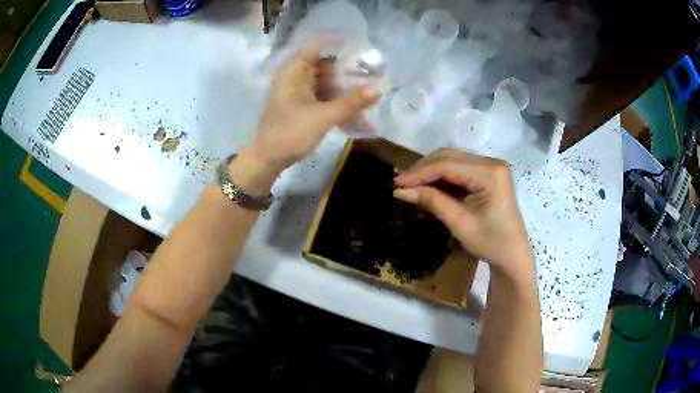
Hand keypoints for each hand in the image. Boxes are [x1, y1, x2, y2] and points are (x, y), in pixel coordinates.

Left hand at [254, 45, 380, 169]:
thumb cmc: (289, 133)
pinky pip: (325, 97)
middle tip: (373, 75)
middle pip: (326, 65)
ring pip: (327, 82)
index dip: (339, 45)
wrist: (268, 160)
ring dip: (346, 88)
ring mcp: (299, 92)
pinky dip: (338, 101)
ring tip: (369, 94)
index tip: (363, 49)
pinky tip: (356, 111)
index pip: (318, 46)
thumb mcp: (323, 117)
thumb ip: (352, 102)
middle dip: (348, 71)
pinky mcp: (303, 105)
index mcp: (294, 71)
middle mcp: (296, 77)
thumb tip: (380, 88)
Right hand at [393, 149, 531, 278]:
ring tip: (410, 183)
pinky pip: (460, 169)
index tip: (396, 182)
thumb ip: (432, 201)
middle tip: (400, 183)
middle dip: (423, 169)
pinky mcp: (488, 174)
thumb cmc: (490, 243)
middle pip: (450, 157)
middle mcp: (491, 162)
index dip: (419, 172)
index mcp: (490, 173)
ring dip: (430, 171)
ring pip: (453, 160)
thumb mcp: (459, 223)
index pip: (447, 165)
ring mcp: (491, 167)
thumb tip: (400, 190)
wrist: (512, 255)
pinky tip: (428, 184)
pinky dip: (442, 176)